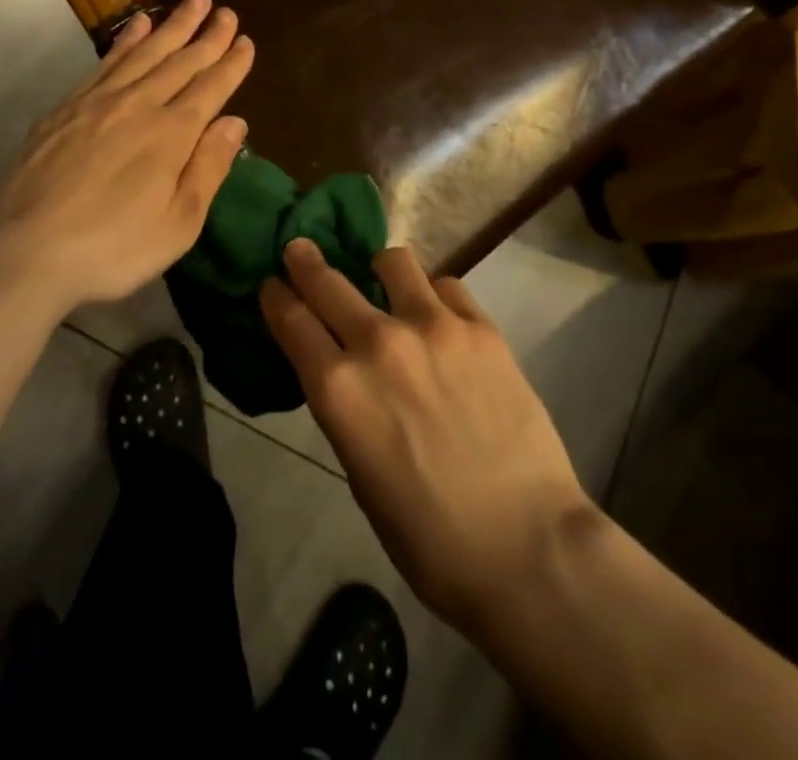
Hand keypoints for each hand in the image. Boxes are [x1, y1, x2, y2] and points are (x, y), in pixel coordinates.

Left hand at [0, 0, 253, 319]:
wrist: (24, 251)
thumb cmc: (112, 248)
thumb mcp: (178, 224)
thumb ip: (208, 168)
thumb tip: (235, 122)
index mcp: (172, 134)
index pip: (211, 88)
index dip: (231, 64)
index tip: (246, 41)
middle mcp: (139, 105)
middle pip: (180, 61)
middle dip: (207, 35)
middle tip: (226, 10)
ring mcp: (98, 101)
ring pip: (145, 52)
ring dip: (172, 25)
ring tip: (193, 1)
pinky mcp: (66, 107)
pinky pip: (106, 62)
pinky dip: (126, 40)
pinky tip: (137, 25)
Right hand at [261, 240, 596, 632]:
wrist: (526, 547)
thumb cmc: (429, 537)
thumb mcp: (360, 474)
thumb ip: (347, 408)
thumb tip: (344, 372)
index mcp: (338, 389)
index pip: (291, 319)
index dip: (275, 295)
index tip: (271, 283)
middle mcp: (378, 343)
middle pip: (326, 280)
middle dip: (304, 261)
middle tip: (301, 250)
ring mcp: (433, 327)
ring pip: (392, 262)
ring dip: (379, 271)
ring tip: (388, 286)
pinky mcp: (481, 328)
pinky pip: (446, 286)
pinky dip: (434, 296)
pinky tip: (441, 319)